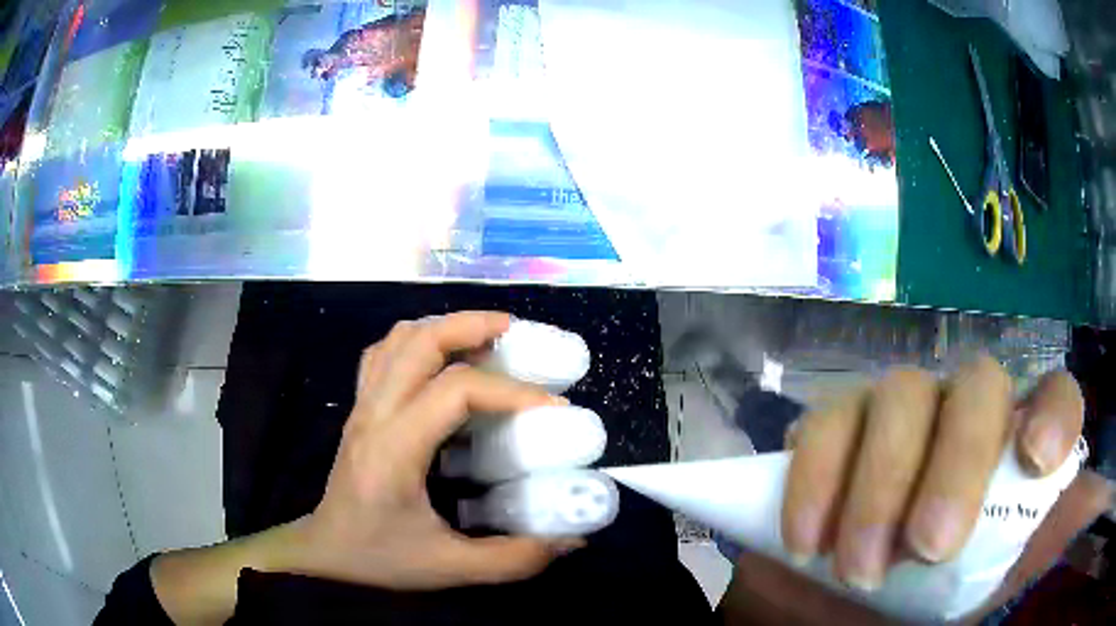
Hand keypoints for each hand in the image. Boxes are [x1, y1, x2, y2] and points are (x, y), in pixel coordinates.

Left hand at [289, 312, 578, 588]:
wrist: (325, 556)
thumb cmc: (379, 559)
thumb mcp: (449, 568)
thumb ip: (514, 558)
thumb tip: (573, 539)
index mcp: (394, 449)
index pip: (455, 392)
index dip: (510, 391)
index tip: (553, 406)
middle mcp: (374, 414)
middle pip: (420, 341)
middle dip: (473, 325)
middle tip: (518, 334)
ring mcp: (362, 407)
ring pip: (398, 339)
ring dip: (444, 327)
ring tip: (485, 340)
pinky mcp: (360, 410)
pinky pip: (383, 354)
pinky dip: (417, 342)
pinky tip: (442, 361)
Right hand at [769, 357, 1110, 622]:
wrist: (859, 593)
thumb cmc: (939, 592)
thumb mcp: (992, 583)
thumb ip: (1036, 553)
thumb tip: (1085, 528)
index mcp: (1011, 447)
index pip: (1054, 397)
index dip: (1052, 414)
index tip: (1036, 462)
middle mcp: (964, 414)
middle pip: (976, 388)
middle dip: (955, 464)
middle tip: (925, 547)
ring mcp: (898, 413)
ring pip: (898, 395)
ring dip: (879, 482)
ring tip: (856, 567)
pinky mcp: (836, 427)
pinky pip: (822, 423)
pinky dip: (814, 474)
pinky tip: (806, 538)